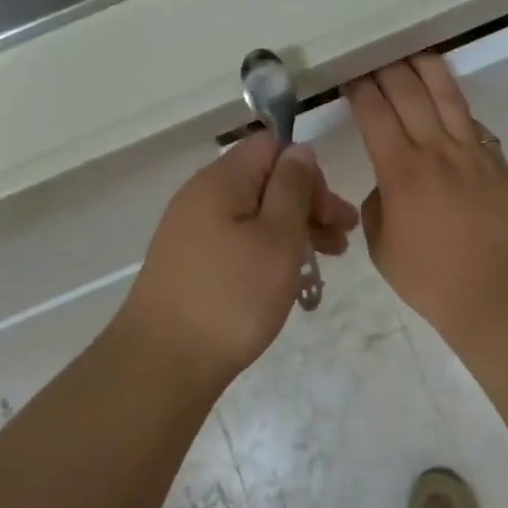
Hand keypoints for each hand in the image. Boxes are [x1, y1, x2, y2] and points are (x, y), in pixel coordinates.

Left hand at [116, 132, 357, 386]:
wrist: (164, 362)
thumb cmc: (232, 296)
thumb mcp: (278, 238)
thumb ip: (293, 187)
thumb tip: (300, 149)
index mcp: (222, 179)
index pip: (272, 146)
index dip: (308, 171)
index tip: (330, 211)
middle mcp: (202, 195)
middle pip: (265, 180)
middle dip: (308, 203)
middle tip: (343, 238)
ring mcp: (192, 229)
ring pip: (254, 213)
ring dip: (294, 228)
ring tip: (328, 258)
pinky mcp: (191, 261)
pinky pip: (238, 239)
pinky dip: (268, 249)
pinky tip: (290, 275)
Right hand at [346, 55, 507, 341]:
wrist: (496, 292)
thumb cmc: (429, 277)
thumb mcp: (381, 246)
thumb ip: (377, 205)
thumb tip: (387, 185)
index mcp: (401, 171)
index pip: (375, 112)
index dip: (360, 89)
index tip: (350, 75)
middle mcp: (436, 150)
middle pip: (409, 92)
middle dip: (387, 68)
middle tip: (374, 55)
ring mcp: (471, 151)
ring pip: (446, 95)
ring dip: (426, 68)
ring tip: (413, 51)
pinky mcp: (495, 161)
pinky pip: (471, 121)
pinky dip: (454, 103)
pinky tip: (446, 97)